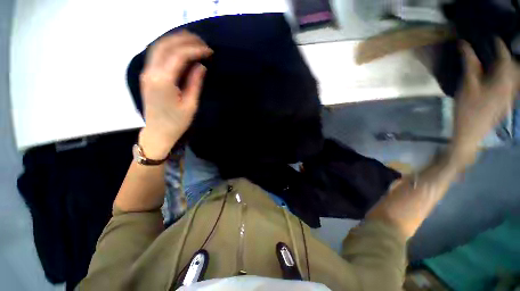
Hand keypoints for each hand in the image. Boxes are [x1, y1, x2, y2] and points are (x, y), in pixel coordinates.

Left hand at [138, 31, 212, 158]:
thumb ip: (194, 83)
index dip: (195, 50)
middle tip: (202, 41)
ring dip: (175, 40)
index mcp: (163, 81)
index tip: (209, 51)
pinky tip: (178, 47)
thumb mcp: (190, 105)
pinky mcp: (147, 75)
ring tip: (192, 39)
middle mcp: (151, 72)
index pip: (179, 56)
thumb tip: (200, 66)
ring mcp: (147, 72)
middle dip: (185, 40)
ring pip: (158, 46)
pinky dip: (168, 47)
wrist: (158, 132)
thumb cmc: (177, 122)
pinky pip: (156, 54)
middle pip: (166, 46)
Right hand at [450, 39, 518, 166]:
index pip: (504, 55)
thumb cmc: (468, 109)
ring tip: (497, 61)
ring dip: (509, 65)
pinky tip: (499, 75)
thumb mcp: (467, 85)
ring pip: (515, 74)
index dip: (498, 44)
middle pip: (514, 64)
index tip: (492, 36)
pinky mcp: (507, 100)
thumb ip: (469, 63)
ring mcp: (510, 93)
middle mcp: (511, 84)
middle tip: (495, 49)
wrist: (472, 132)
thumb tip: (465, 44)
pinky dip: (508, 75)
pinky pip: (512, 83)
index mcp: (503, 79)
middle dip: (507, 54)